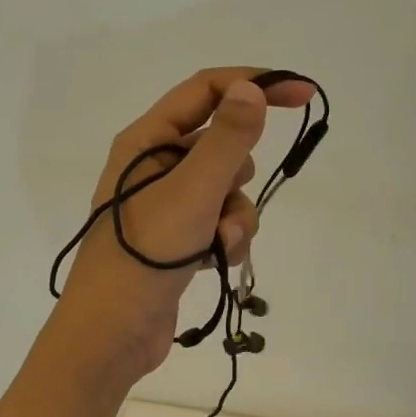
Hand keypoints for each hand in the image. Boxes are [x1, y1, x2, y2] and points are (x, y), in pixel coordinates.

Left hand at [54, 68, 314, 378]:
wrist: (113, 332)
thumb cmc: (146, 254)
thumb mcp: (192, 191)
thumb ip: (226, 139)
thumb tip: (251, 88)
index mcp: (145, 140)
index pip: (206, 89)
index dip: (255, 84)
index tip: (302, 96)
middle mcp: (152, 165)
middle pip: (220, 143)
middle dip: (239, 173)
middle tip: (225, 199)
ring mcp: (165, 205)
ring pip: (226, 188)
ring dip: (236, 216)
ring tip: (220, 243)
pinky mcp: (177, 239)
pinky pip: (219, 222)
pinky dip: (227, 240)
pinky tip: (218, 263)